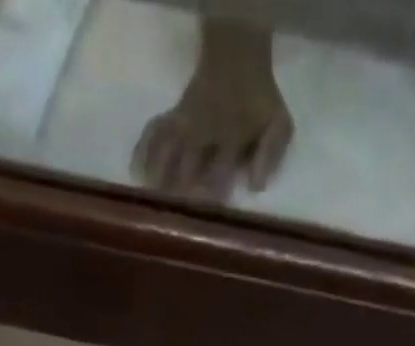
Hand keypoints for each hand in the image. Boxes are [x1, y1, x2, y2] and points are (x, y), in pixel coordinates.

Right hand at [133, 23, 292, 201]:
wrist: (239, 57)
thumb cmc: (260, 99)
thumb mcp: (278, 125)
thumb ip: (270, 154)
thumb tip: (256, 187)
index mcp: (230, 140)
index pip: (219, 174)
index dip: (213, 195)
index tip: (206, 215)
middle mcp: (203, 134)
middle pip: (187, 169)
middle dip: (181, 195)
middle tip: (174, 220)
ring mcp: (185, 124)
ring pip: (166, 152)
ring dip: (158, 178)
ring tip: (150, 203)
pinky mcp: (173, 117)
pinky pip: (153, 133)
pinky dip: (142, 152)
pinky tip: (136, 173)